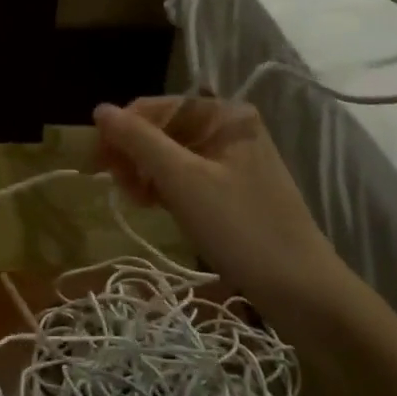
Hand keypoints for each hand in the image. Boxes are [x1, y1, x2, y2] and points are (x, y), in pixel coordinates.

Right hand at [94, 96, 356, 321]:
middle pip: (159, 129)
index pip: (154, 108)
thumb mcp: (181, 179)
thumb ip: (138, 140)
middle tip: (123, 189)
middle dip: (132, 155)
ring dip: (143, 174)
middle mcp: (227, 128)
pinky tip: (154, 206)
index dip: (121, 132)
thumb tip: (100, 109)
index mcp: (223, 115)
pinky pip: (182, 175)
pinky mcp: (228, 187)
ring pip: (166, 154)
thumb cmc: (239, 227)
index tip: (98, 166)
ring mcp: (229, 159)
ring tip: (138, 201)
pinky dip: (162, 187)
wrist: (298, 287)